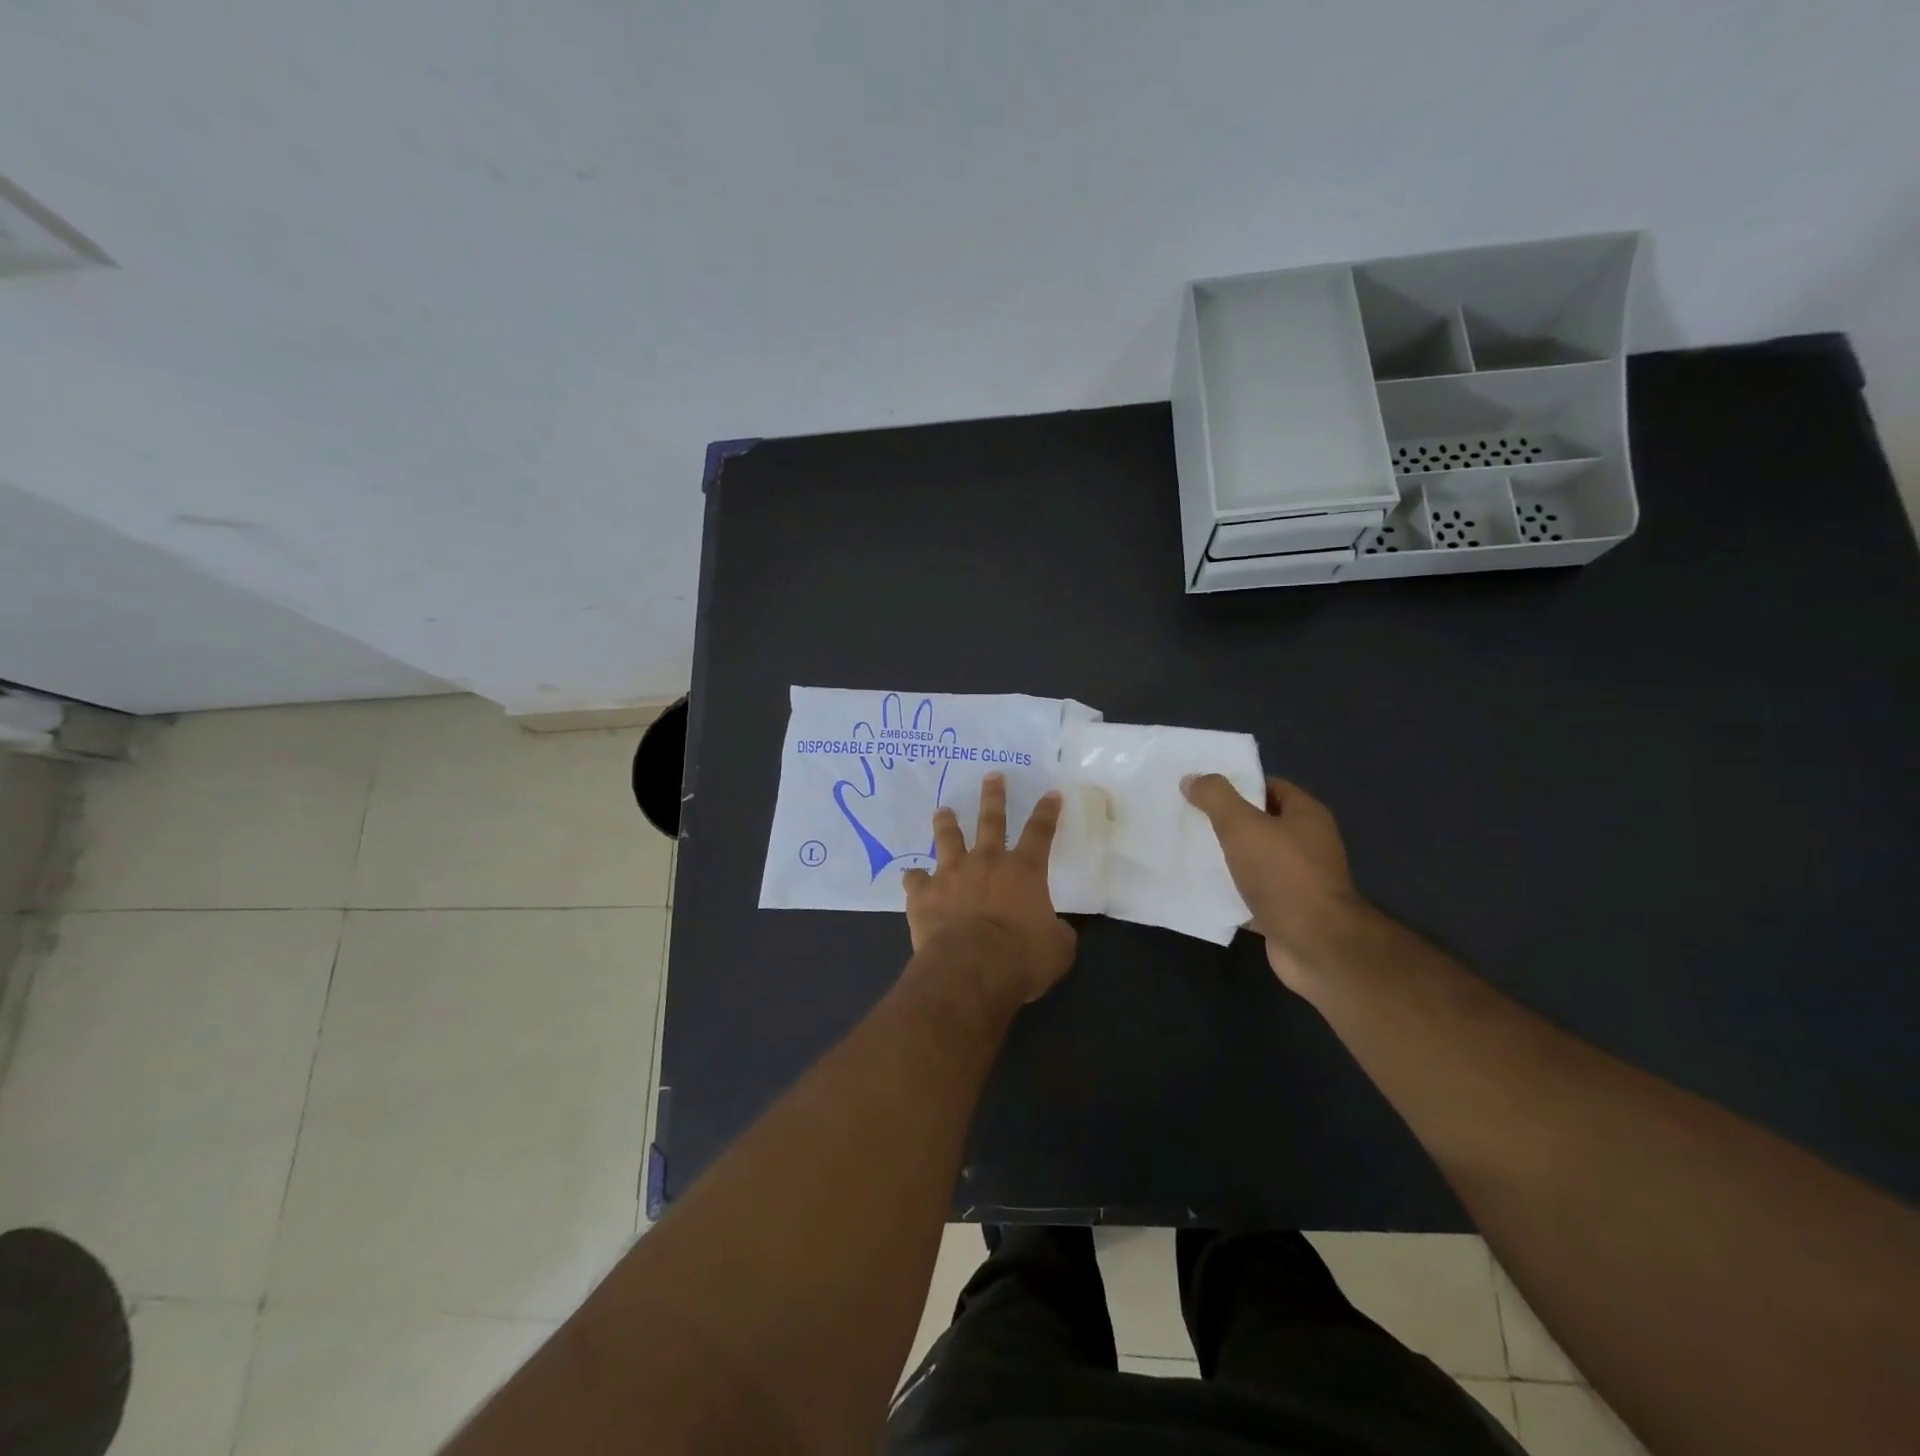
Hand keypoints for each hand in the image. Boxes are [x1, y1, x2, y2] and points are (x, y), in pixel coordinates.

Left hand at [903, 773, 1076, 1006]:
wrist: (970, 968)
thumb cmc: (1021, 957)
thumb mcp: (1057, 949)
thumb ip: (1058, 933)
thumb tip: (1055, 930)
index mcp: (1024, 871)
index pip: (1041, 832)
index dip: (1047, 811)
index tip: (1050, 793)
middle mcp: (987, 863)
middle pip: (991, 821)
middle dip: (994, 797)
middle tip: (992, 776)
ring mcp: (951, 875)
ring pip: (948, 839)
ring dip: (946, 824)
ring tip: (943, 810)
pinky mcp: (924, 895)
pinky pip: (916, 880)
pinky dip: (915, 879)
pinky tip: (913, 878)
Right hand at [1182, 774, 1364, 989]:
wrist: (1315, 945)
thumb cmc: (1283, 875)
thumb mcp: (1242, 826)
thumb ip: (1216, 798)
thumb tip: (1192, 778)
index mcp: (1306, 816)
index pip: (1270, 787)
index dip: (1237, 785)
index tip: (1202, 790)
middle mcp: (1308, 844)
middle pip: (1260, 823)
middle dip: (1225, 821)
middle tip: (1188, 818)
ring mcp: (1298, 880)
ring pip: (1254, 859)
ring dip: (1225, 857)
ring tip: (1188, 851)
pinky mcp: (1286, 911)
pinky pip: (1252, 893)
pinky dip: (1230, 891)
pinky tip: (1201, 888)